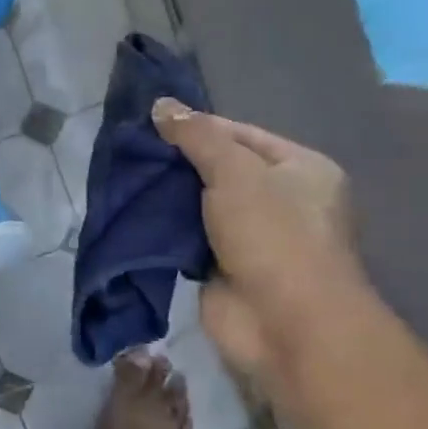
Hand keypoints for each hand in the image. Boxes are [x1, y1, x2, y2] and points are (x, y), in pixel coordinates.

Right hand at [152, 100, 369, 383]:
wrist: (285, 324)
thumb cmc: (273, 235)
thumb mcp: (235, 171)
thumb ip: (197, 137)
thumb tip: (162, 104)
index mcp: (301, 169)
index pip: (243, 135)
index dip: (200, 127)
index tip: (154, 123)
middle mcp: (282, 201)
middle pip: (222, 170)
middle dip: (180, 163)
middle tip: (133, 151)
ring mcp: (254, 239)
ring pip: (203, 207)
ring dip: (169, 198)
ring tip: (126, 178)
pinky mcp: (225, 270)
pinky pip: (191, 240)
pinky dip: (167, 231)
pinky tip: (134, 215)